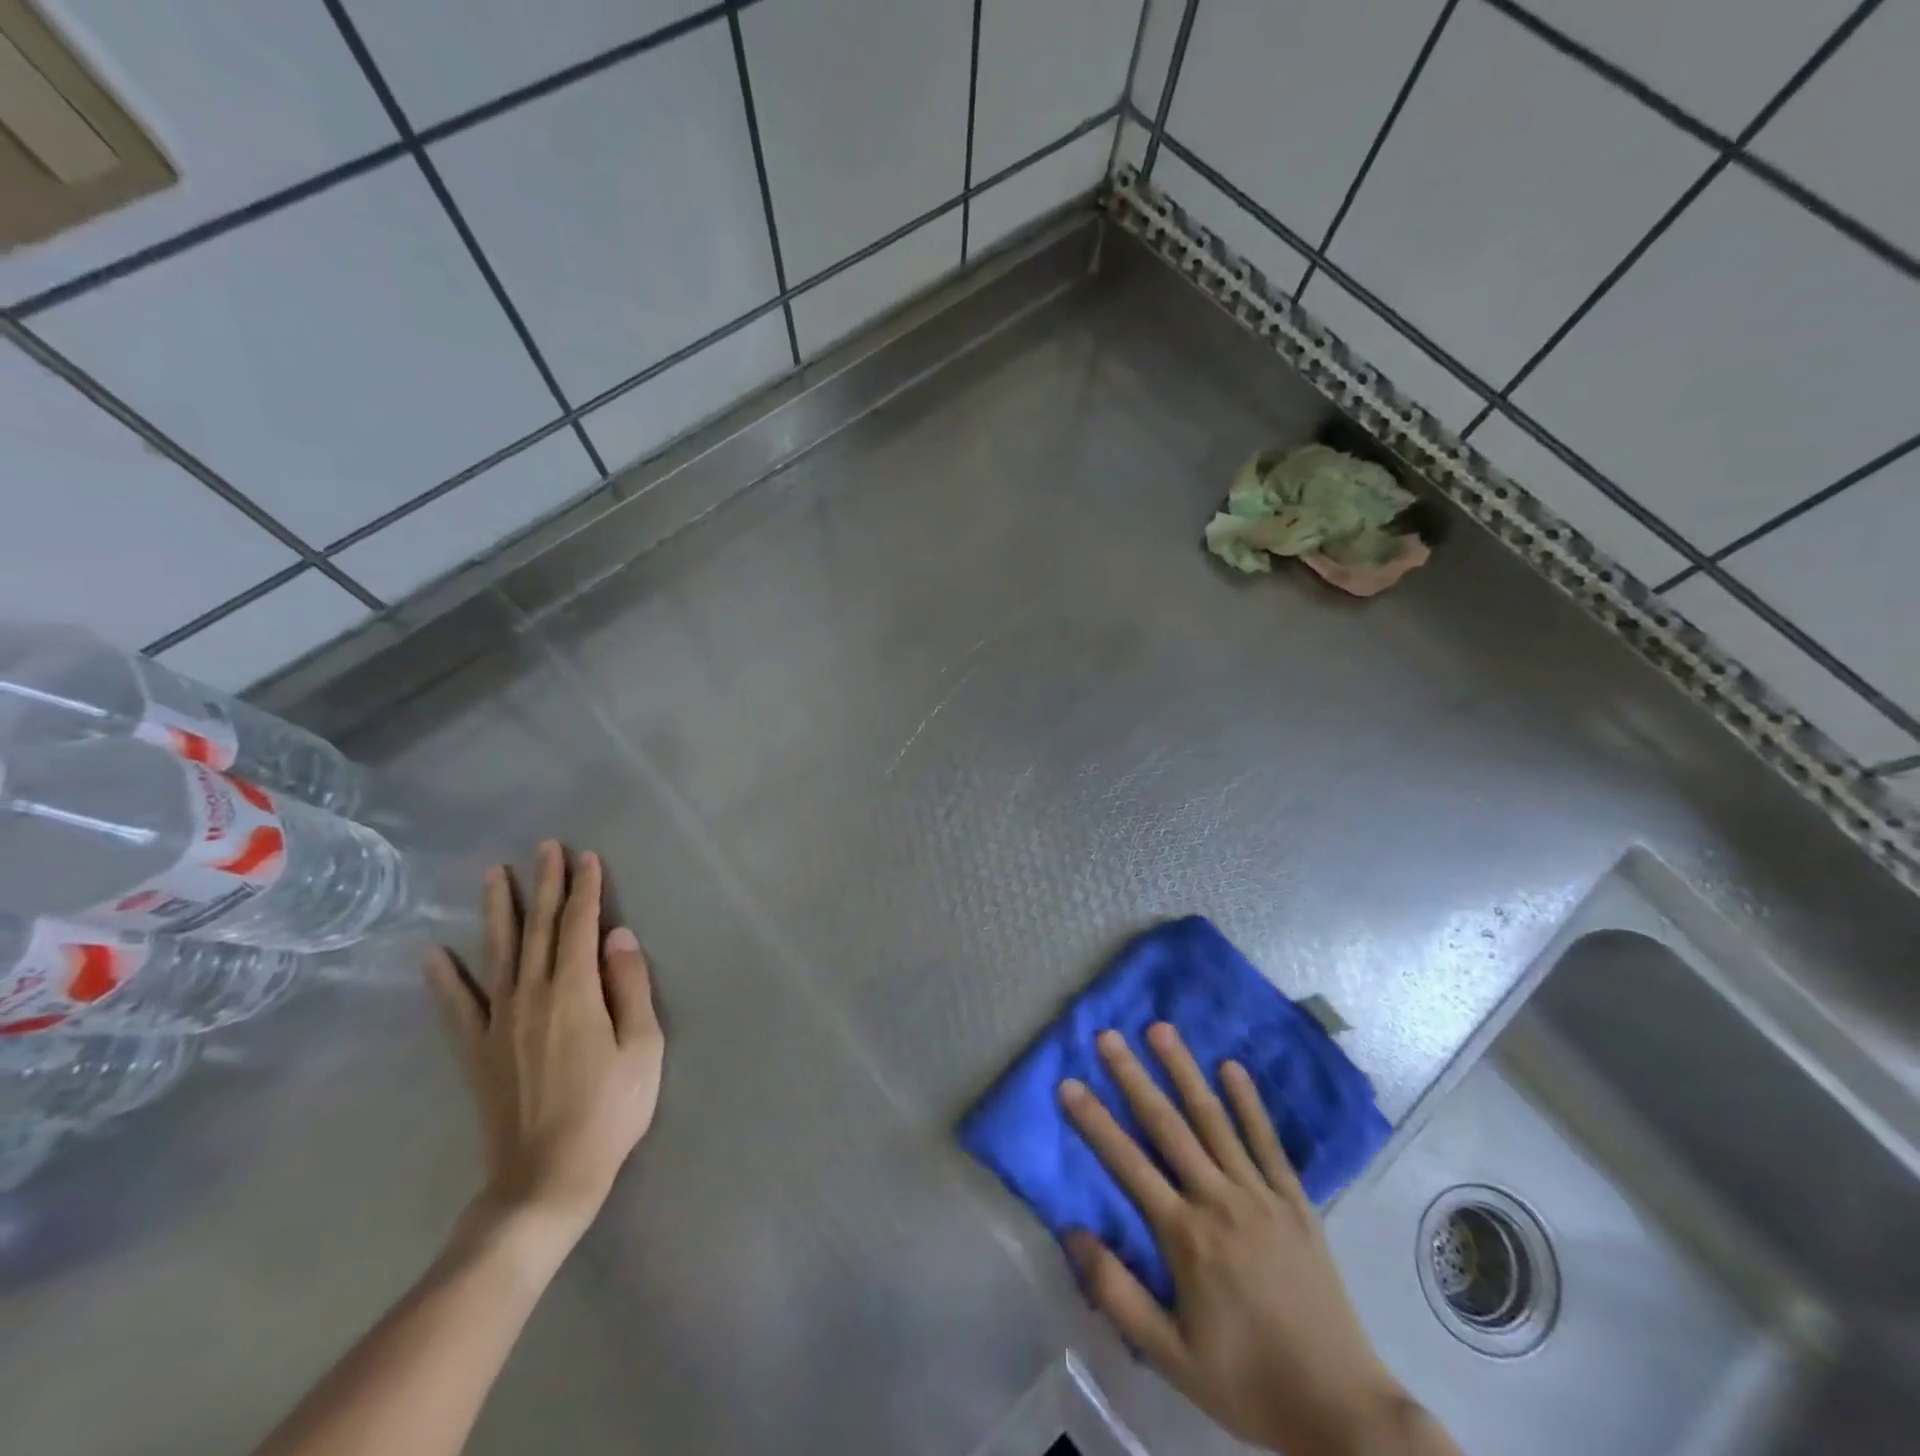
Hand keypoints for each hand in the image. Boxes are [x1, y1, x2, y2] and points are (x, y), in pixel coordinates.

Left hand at [427, 841, 664, 1244]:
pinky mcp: (478, 1050)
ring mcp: (498, 1022)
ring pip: (499, 952)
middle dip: (546, 884)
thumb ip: (631, 987)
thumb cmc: (610, 1111)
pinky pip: (457, 1006)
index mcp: (575, 992)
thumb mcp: (642, 1047)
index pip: (582, 925)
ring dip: (500, 910)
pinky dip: (444, 978)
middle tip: (546, 847)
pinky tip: (435, 953)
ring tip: (495, 874)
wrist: (546, 1178)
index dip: (586, 888)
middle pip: (540, 928)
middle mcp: (532, 995)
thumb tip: (620, 935)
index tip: (587, 857)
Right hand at [1060, 1024, 1447, 1455]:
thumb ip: (1118, 1294)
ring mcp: (1260, 1195)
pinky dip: (1248, 1102)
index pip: (1128, 1164)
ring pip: (1214, 1120)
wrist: (1340, 1408)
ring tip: (1161, 1030)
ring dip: (1184, 1071)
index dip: (1095, 1122)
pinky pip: (1267, 1141)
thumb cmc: (1246, 1383)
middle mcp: (1219, 1200)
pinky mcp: (1295, 1200)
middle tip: (1108, 1035)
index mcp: (1186, 1237)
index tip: (1068, 1083)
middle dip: (1133, 1077)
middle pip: (1168, 1126)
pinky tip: (1231, 1067)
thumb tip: (1072, 1232)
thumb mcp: (1170, 1357)